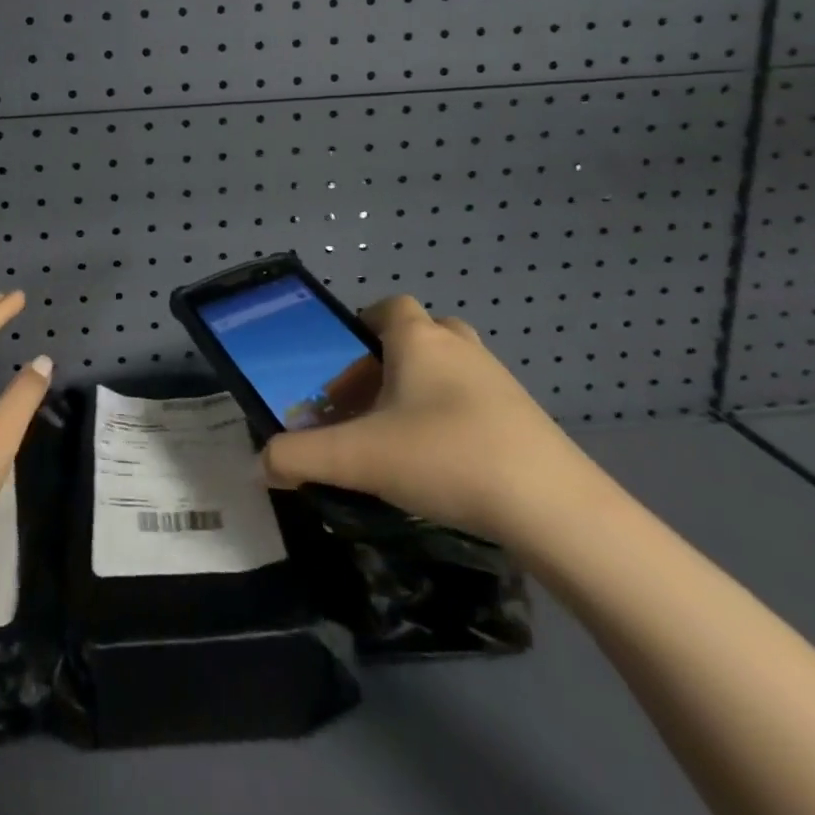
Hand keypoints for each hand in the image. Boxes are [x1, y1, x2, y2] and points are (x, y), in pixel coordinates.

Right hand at [261, 296, 597, 545]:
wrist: (554, 508)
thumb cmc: (445, 457)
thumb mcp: (358, 458)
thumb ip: (300, 457)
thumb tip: (260, 464)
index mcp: (418, 339)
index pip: (388, 306)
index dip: (362, 325)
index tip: (344, 364)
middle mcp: (459, 347)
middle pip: (419, 335)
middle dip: (390, 362)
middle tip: (367, 402)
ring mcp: (499, 380)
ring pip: (449, 368)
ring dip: (422, 391)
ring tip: (400, 436)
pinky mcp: (525, 417)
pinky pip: (476, 401)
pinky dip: (454, 418)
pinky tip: (443, 464)